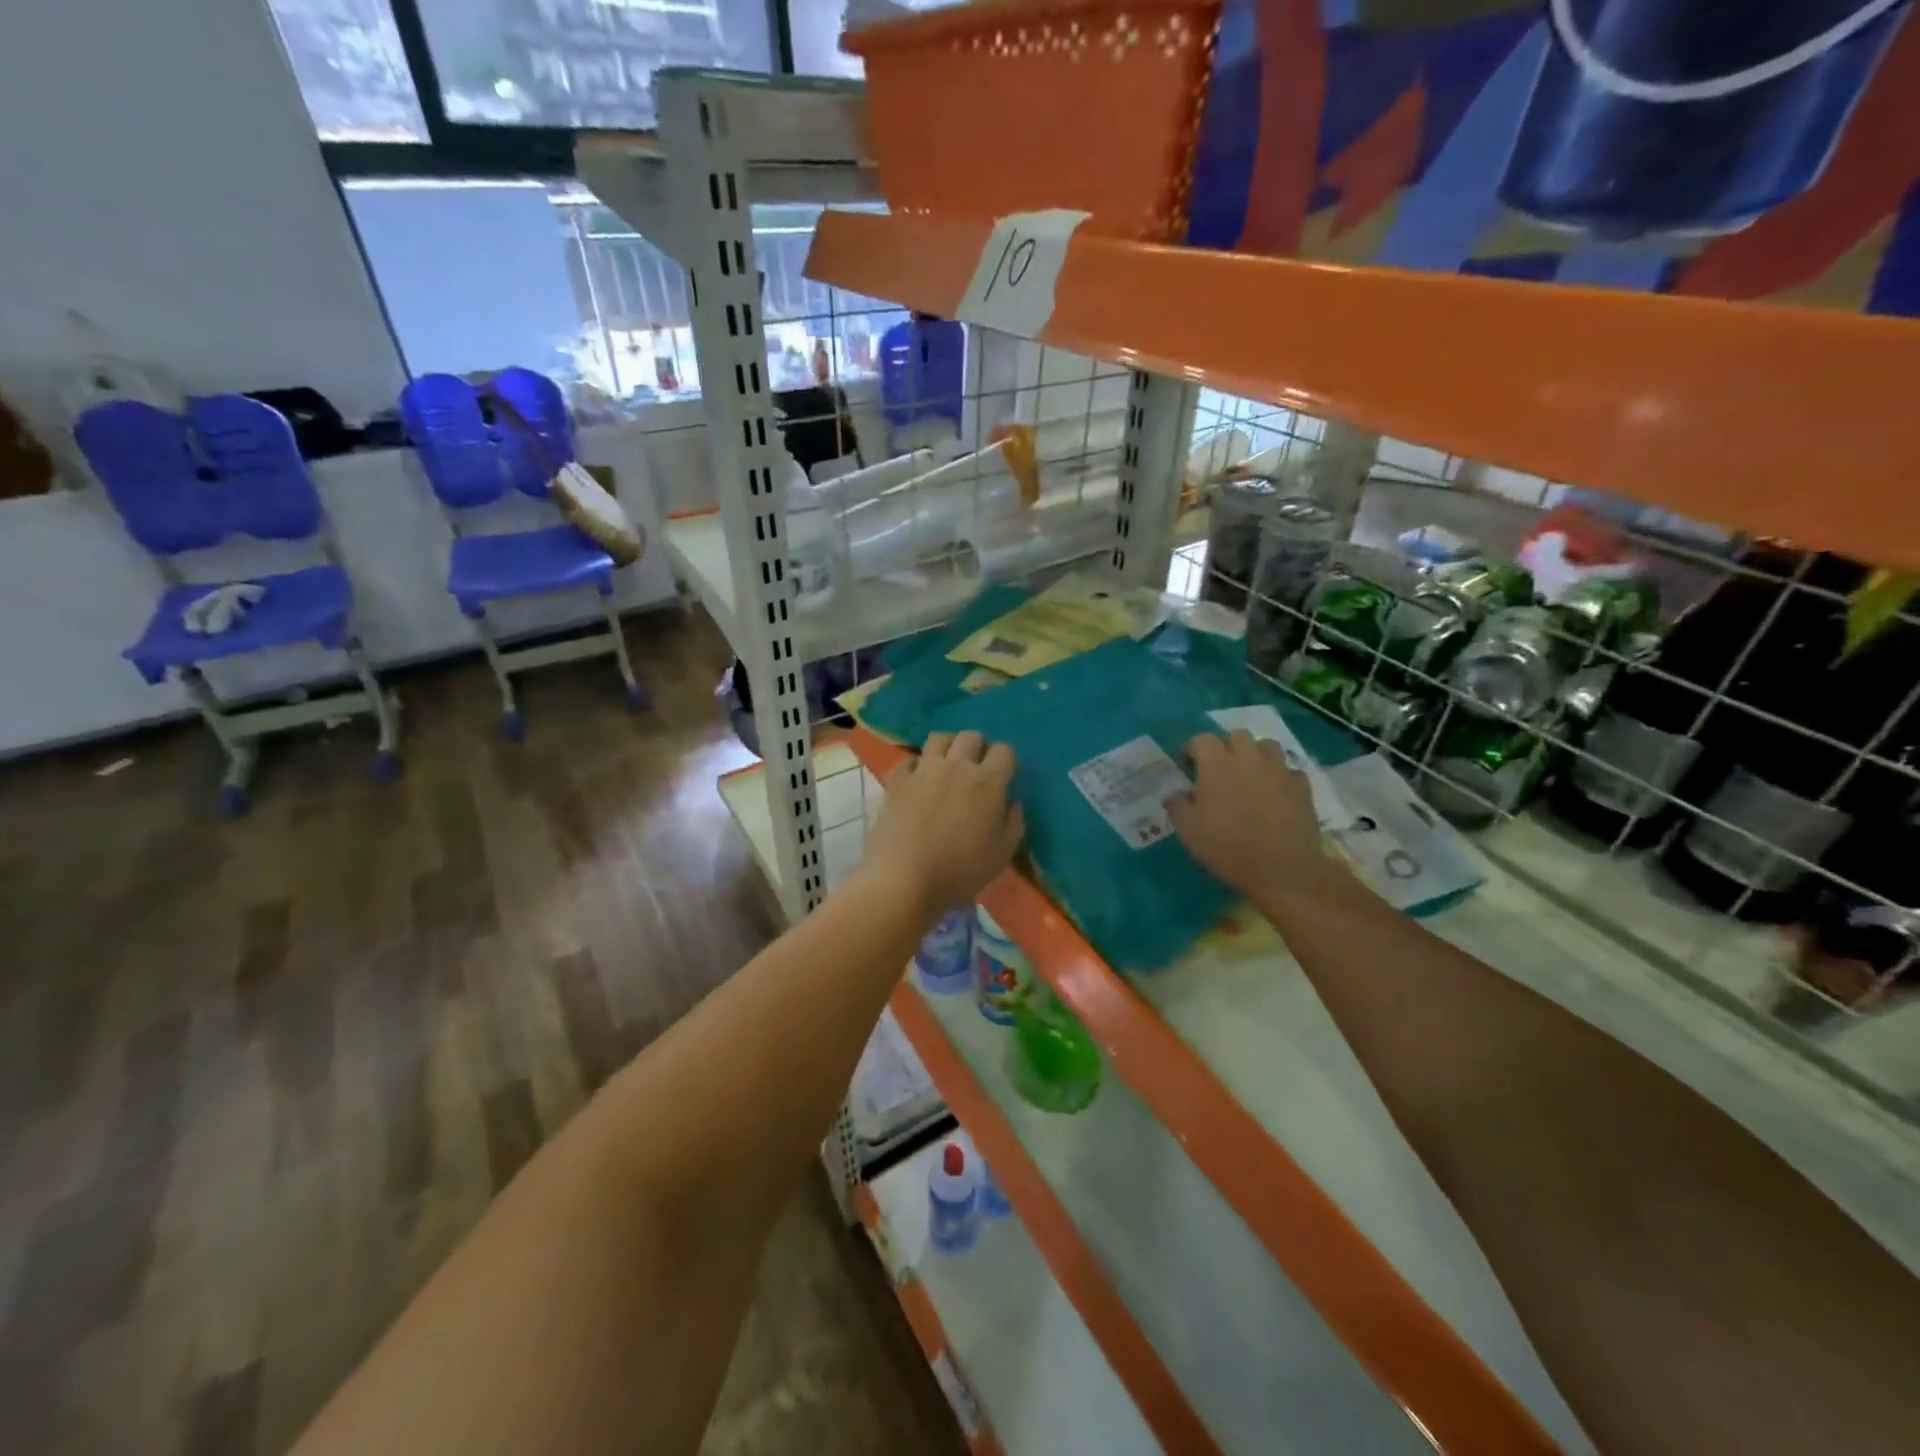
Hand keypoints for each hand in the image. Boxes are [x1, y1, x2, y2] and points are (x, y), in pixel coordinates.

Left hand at [865, 731, 1024, 918]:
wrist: (905, 880)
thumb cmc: (961, 871)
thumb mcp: (1003, 853)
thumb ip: (1014, 821)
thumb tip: (1011, 802)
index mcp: (987, 782)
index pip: (1005, 751)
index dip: (1006, 762)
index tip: (1003, 778)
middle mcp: (957, 766)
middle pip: (971, 736)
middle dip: (978, 748)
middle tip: (976, 771)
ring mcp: (924, 770)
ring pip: (940, 738)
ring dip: (949, 747)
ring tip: (948, 767)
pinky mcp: (898, 780)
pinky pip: (910, 759)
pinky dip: (918, 765)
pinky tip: (919, 781)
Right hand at [1166, 730, 1323, 899]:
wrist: (1280, 867)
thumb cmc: (1226, 846)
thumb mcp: (1187, 830)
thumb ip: (1176, 805)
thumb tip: (1176, 793)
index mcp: (1216, 764)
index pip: (1201, 739)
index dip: (1192, 749)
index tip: (1187, 766)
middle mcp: (1248, 758)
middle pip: (1237, 735)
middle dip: (1226, 747)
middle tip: (1220, 769)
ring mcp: (1278, 770)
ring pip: (1267, 746)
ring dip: (1256, 755)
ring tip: (1250, 775)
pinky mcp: (1301, 786)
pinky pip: (1290, 771)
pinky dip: (1280, 777)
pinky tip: (1276, 794)